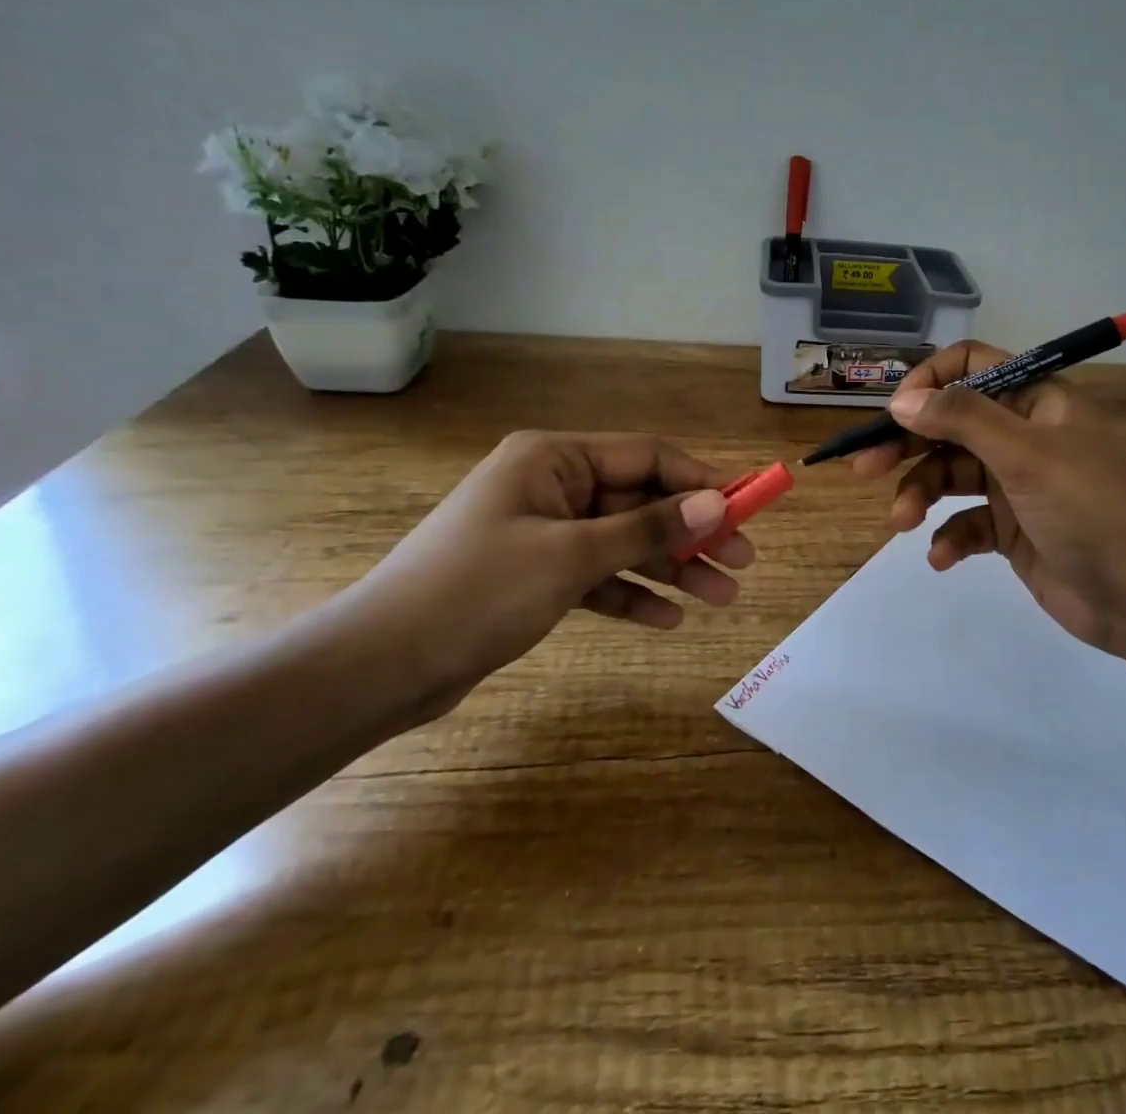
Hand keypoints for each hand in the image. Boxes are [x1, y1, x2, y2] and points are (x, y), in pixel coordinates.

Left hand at [339, 432, 754, 713]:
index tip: (747, 508)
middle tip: (742, 563)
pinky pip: (599, 576)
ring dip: (671, 569)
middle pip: (641, 502)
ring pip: (625, 542)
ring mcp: (545, 532)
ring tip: (721, 598)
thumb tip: (717, 505)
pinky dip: (631, 594)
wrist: (379, 667)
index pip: (648, 458)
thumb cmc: (477, 591)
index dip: (701, 481)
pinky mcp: (537, 575)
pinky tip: (669, 620)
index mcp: (555, 459)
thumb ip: (648, 528)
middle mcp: (553, 486)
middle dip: (692, 534)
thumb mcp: (571, 556)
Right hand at [851, 341, 1125, 658]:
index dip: (930, 381)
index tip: (895, 409)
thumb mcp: (1025, 454)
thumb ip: (961, 419)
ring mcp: (1015, 484)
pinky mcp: (1010, 530)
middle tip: (865, 467)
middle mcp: (1022, 435)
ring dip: (921, 497)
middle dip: (908, 445)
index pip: (972, 367)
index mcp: (1035, 401)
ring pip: (950, 476)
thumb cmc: (1088, 507)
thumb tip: (900, 398)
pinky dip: (948, 538)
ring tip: (901, 523)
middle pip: (951, 425)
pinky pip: (965, 523)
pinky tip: (941, 557)